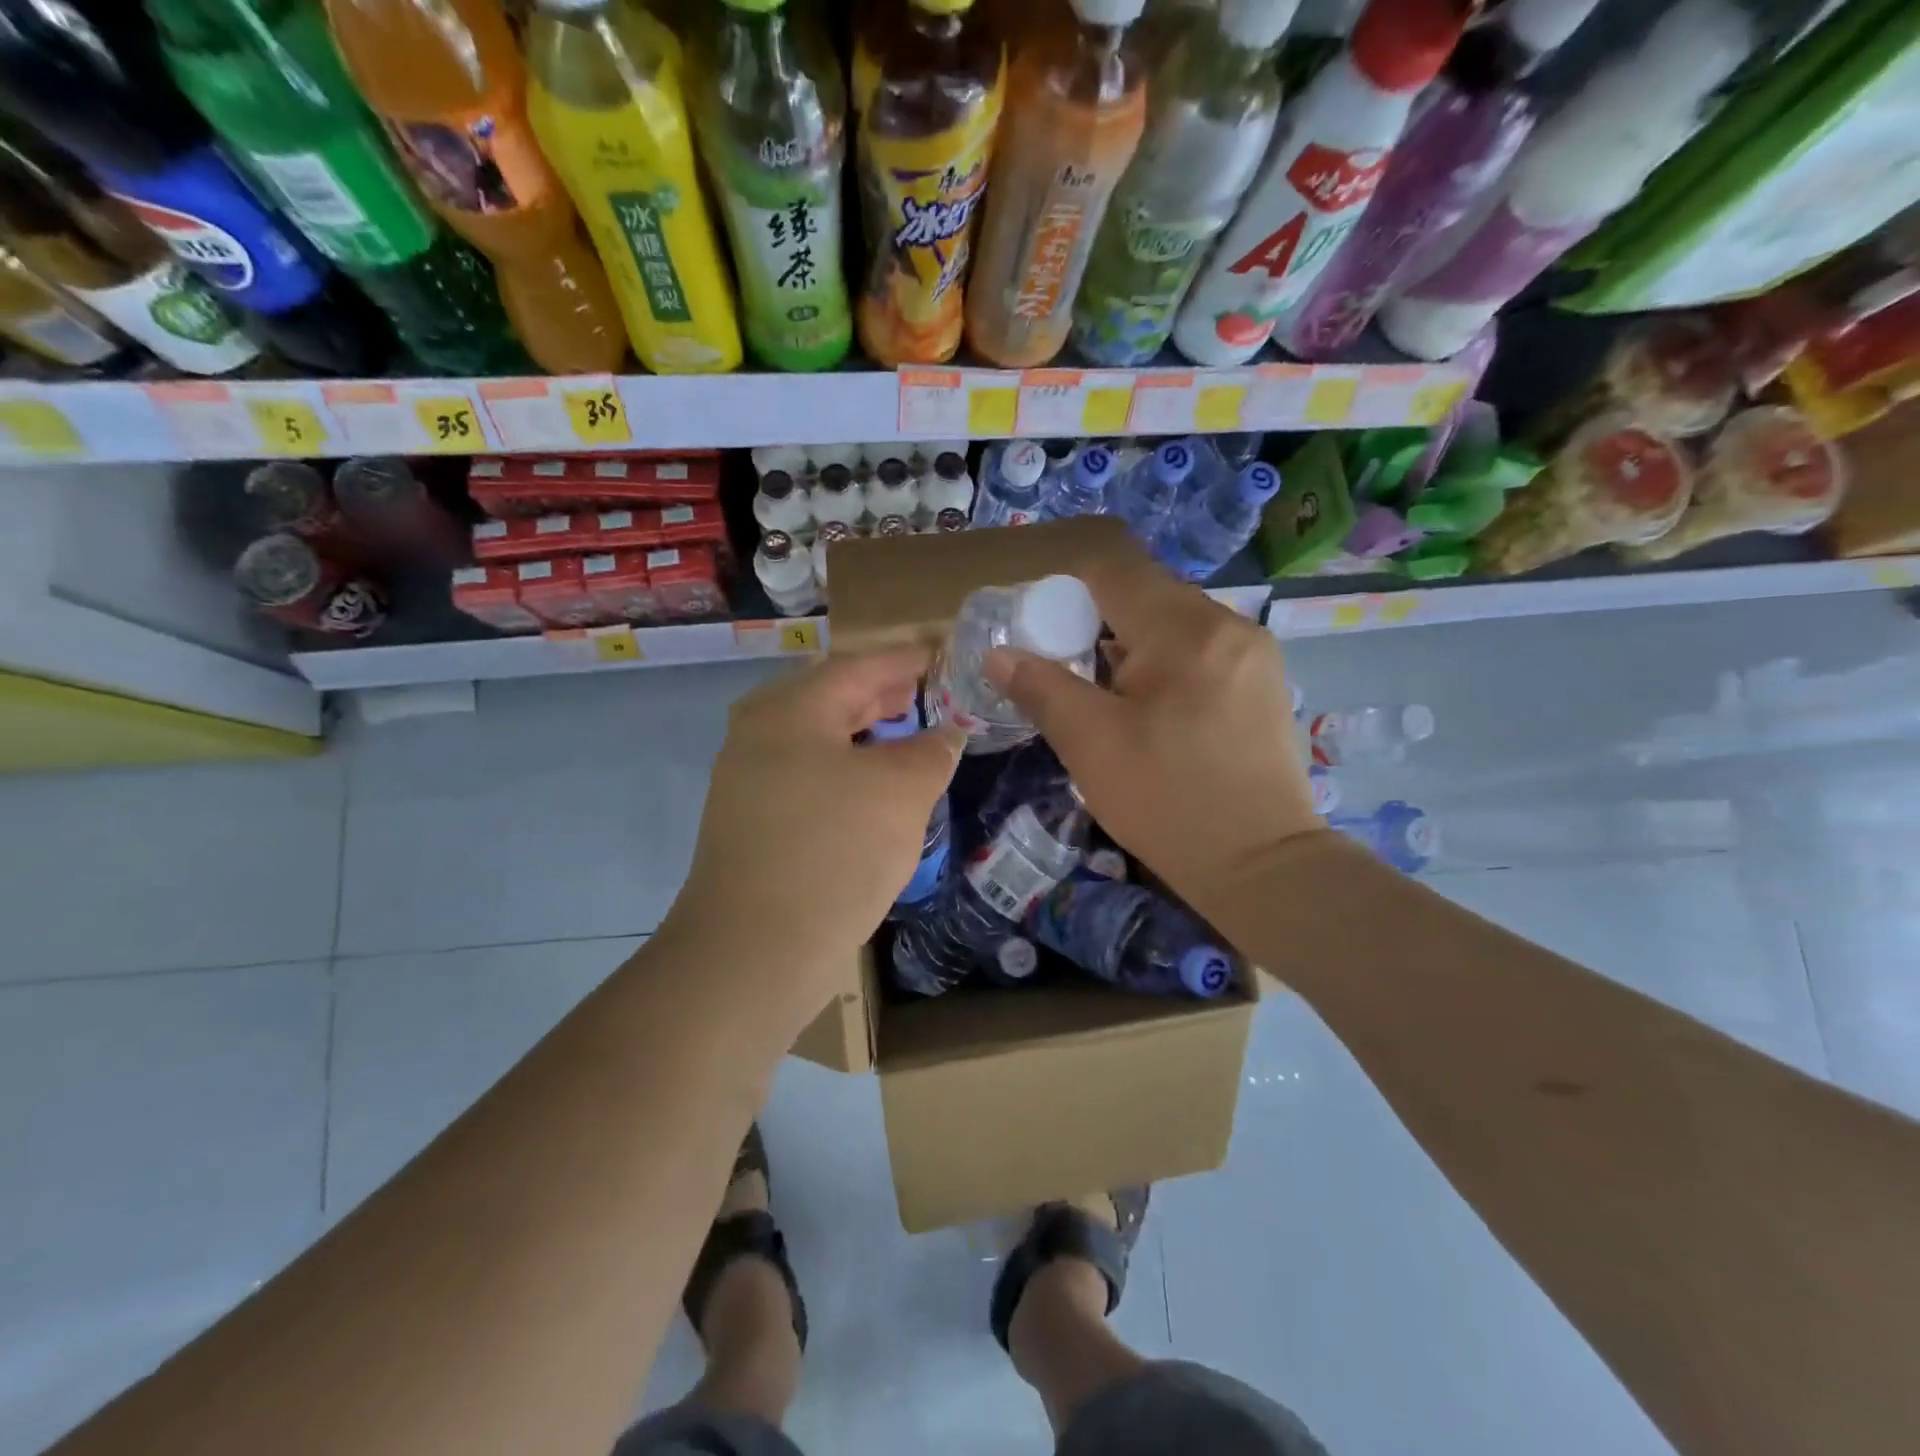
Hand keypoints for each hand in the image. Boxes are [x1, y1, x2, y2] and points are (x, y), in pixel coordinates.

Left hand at [662, 646, 962, 1008]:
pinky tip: (872, 790)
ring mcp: (748, 781)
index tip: (938, 655)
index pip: (857, 667)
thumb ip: (930, 753)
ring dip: (863, 736)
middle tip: (924, 693)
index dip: (903, 660)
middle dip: (880, 695)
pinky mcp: (751, 823)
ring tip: (905, 737)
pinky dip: (844, 771)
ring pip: (817, 740)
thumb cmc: (834, 851)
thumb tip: (946, 735)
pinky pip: (806, 776)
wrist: (754, 951)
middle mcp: (759, 735)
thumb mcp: (900, 793)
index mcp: (790, 710)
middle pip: (830, 699)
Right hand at [984, 549, 1320, 925]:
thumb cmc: (1168, 801)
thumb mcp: (1091, 744)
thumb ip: (1041, 688)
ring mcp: (1254, 653)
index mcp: (1185, 629)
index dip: (1065, 592)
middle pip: (1145, 594)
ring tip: (1106, 698)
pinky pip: (1200, 650)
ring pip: (1173, 624)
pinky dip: (1164, 665)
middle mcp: (1228, 624)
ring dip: (1131, 647)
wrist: (1262, 867)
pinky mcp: (1263, 683)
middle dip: (1096, 624)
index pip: (1113, 573)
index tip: (1041, 634)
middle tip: (1066, 672)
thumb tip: (998, 653)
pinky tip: (1152, 712)